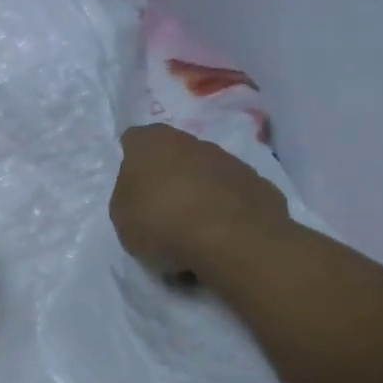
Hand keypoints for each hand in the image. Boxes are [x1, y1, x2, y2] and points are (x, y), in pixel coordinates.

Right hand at [109, 124, 292, 279]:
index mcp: (152, 143)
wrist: (234, 242)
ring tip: (193, 230)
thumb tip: (143, 193)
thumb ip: (128, 196)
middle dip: (168, 176)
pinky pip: (234, 196)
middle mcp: (192, 142)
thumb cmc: (162, 223)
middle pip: (174, 154)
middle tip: (160, 210)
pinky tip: (221, 237)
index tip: (132, 187)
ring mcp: (231, 162)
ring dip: (199, 193)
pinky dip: (227, 210)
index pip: (134, 140)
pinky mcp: (260, 186)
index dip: (131, 161)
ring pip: (207, 173)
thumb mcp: (121, 215)